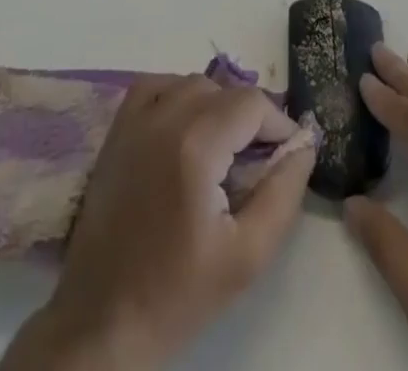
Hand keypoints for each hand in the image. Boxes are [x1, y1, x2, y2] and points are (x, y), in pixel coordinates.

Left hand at [0, 75, 315, 370]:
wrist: (102, 323)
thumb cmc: (178, 294)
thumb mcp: (248, 256)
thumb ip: (284, 193)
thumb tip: (305, 145)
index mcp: (196, 145)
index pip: (252, 103)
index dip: (278, 124)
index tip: (288, 156)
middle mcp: (164, 118)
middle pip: (224, 90)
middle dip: (251, 118)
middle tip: (259, 161)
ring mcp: (134, 121)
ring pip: (191, 84)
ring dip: (217, 105)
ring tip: (225, 149)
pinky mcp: (116, 132)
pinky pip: (154, 86)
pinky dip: (177, 94)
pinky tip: (185, 128)